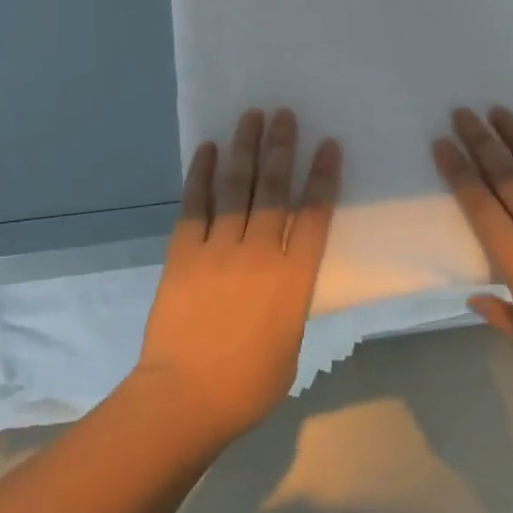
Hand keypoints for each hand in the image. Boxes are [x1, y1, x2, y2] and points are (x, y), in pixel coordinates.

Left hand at [136, 108, 341, 444]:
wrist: (185, 398)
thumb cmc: (248, 383)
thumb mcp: (291, 342)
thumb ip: (291, 299)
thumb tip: (284, 274)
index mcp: (294, 279)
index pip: (315, 215)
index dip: (323, 176)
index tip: (328, 145)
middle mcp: (260, 253)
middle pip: (274, 189)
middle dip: (282, 148)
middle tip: (285, 114)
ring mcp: (219, 248)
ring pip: (236, 187)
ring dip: (245, 148)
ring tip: (252, 116)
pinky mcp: (184, 251)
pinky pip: (195, 204)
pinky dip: (202, 174)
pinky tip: (209, 148)